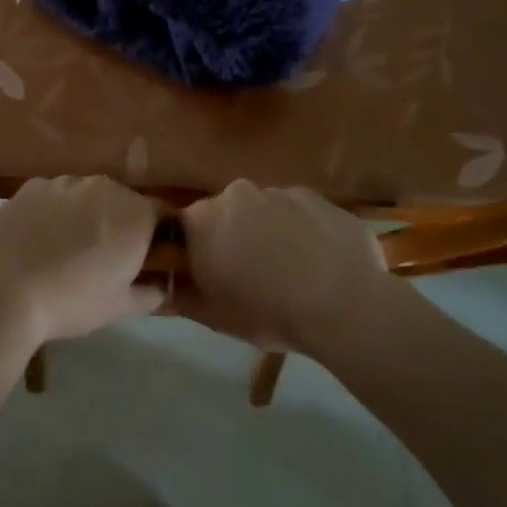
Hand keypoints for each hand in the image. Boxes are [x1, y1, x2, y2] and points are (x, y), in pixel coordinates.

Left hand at [0, 176, 162, 345]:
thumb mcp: (119, 307)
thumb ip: (150, 292)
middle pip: (123, 200)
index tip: (144, 258)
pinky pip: (54, 195)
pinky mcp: (32, 186)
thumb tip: (161, 285)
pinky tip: (39, 238)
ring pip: (87, 195)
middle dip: (119, 223)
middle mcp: (104, 187)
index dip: (156, 236)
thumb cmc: (71, 302)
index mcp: (135, 214)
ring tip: (67, 247)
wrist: (3, 293)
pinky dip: (54, 210)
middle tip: (104, 256)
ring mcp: (65, 182)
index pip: (161, 215)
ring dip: (86, 214)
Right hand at [175, 180, 390, 351]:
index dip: (197, 249)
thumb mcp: (214, 316)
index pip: (186, 227)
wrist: (345, 306)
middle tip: (252, 275)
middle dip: (234, 237)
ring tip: (292, 270)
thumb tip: (162, 287)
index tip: (211, 273)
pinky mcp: (319, 198)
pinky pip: (301, 212)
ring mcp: (281, 191)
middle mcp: (237, 193)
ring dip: (270, 232)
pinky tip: (319, 262)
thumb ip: (180, 296)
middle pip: (227, 213)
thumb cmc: (268, 313)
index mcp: (204, 219)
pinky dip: (303, 231)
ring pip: (265, 211)